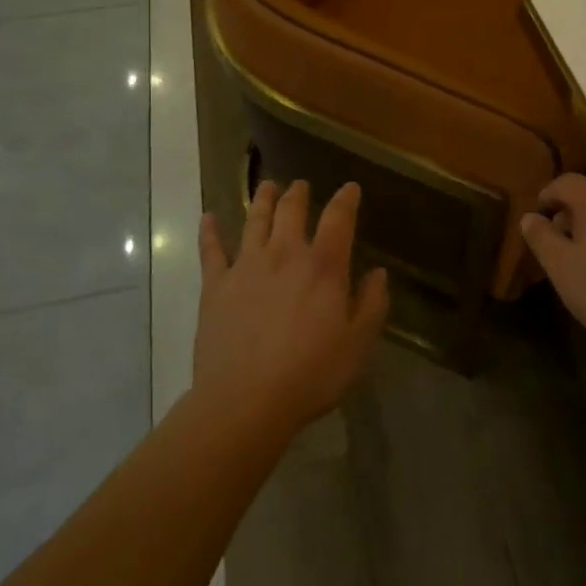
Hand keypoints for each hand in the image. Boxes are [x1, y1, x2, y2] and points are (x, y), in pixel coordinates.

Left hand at [194, 180, 388, 434]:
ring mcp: (247, 266)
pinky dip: (209, 231)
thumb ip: (372, 304)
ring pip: (255, 220)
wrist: (246, 400)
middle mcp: (285, 254)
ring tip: (267, 186)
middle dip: (298, 194)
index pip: (338, 219)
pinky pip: (211, 250)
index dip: (346, 199)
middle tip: (300, 185)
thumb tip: (378, 273)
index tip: (350, 188)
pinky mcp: (216, 285)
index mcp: (323, 266)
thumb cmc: (311, 374)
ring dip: (263, 200)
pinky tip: (208, 217)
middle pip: (292, 210)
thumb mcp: (358, 344)